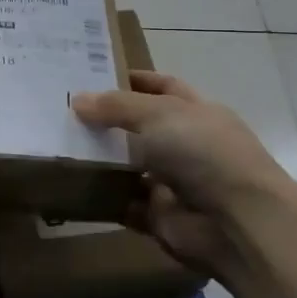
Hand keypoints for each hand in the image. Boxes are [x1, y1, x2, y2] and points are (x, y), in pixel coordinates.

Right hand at [71, 70, 294, 279]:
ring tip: (58, 145)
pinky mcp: (159, 216)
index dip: (134, 80)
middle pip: (140, 127)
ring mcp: (173, 182)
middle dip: (107, 120)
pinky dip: (101, 198)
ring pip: (128, 166)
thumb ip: (117, 106)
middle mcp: (186, 145)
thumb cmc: (204, 153)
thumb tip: (79, 100)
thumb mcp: (158, 114)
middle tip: (64, 111)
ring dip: (99, 159)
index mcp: (196, 113)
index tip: (95, 75)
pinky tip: (69, 185)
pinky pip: (122, 203)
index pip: (163, 88)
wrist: (238, 222)